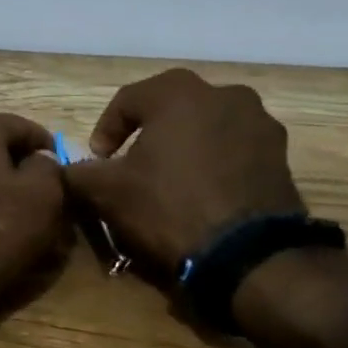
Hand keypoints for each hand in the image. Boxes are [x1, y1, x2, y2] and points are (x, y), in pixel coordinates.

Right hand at [60, 69, 305, 276]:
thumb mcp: (106, 191)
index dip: (105, 131)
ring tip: (168, 179)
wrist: (249, 256)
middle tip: (131, 164)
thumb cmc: (168, 207)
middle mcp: (223, 93)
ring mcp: (259, 122)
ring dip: (183, 145)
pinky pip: (233, 148)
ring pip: (205, 126)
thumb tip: (66, 168)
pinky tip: (200, 192)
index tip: (98, 161)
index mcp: (178, 92)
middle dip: (146, 132)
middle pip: (170, 108)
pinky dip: (212, 161)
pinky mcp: (281, 154)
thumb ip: (78, 171)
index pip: (127, 100)